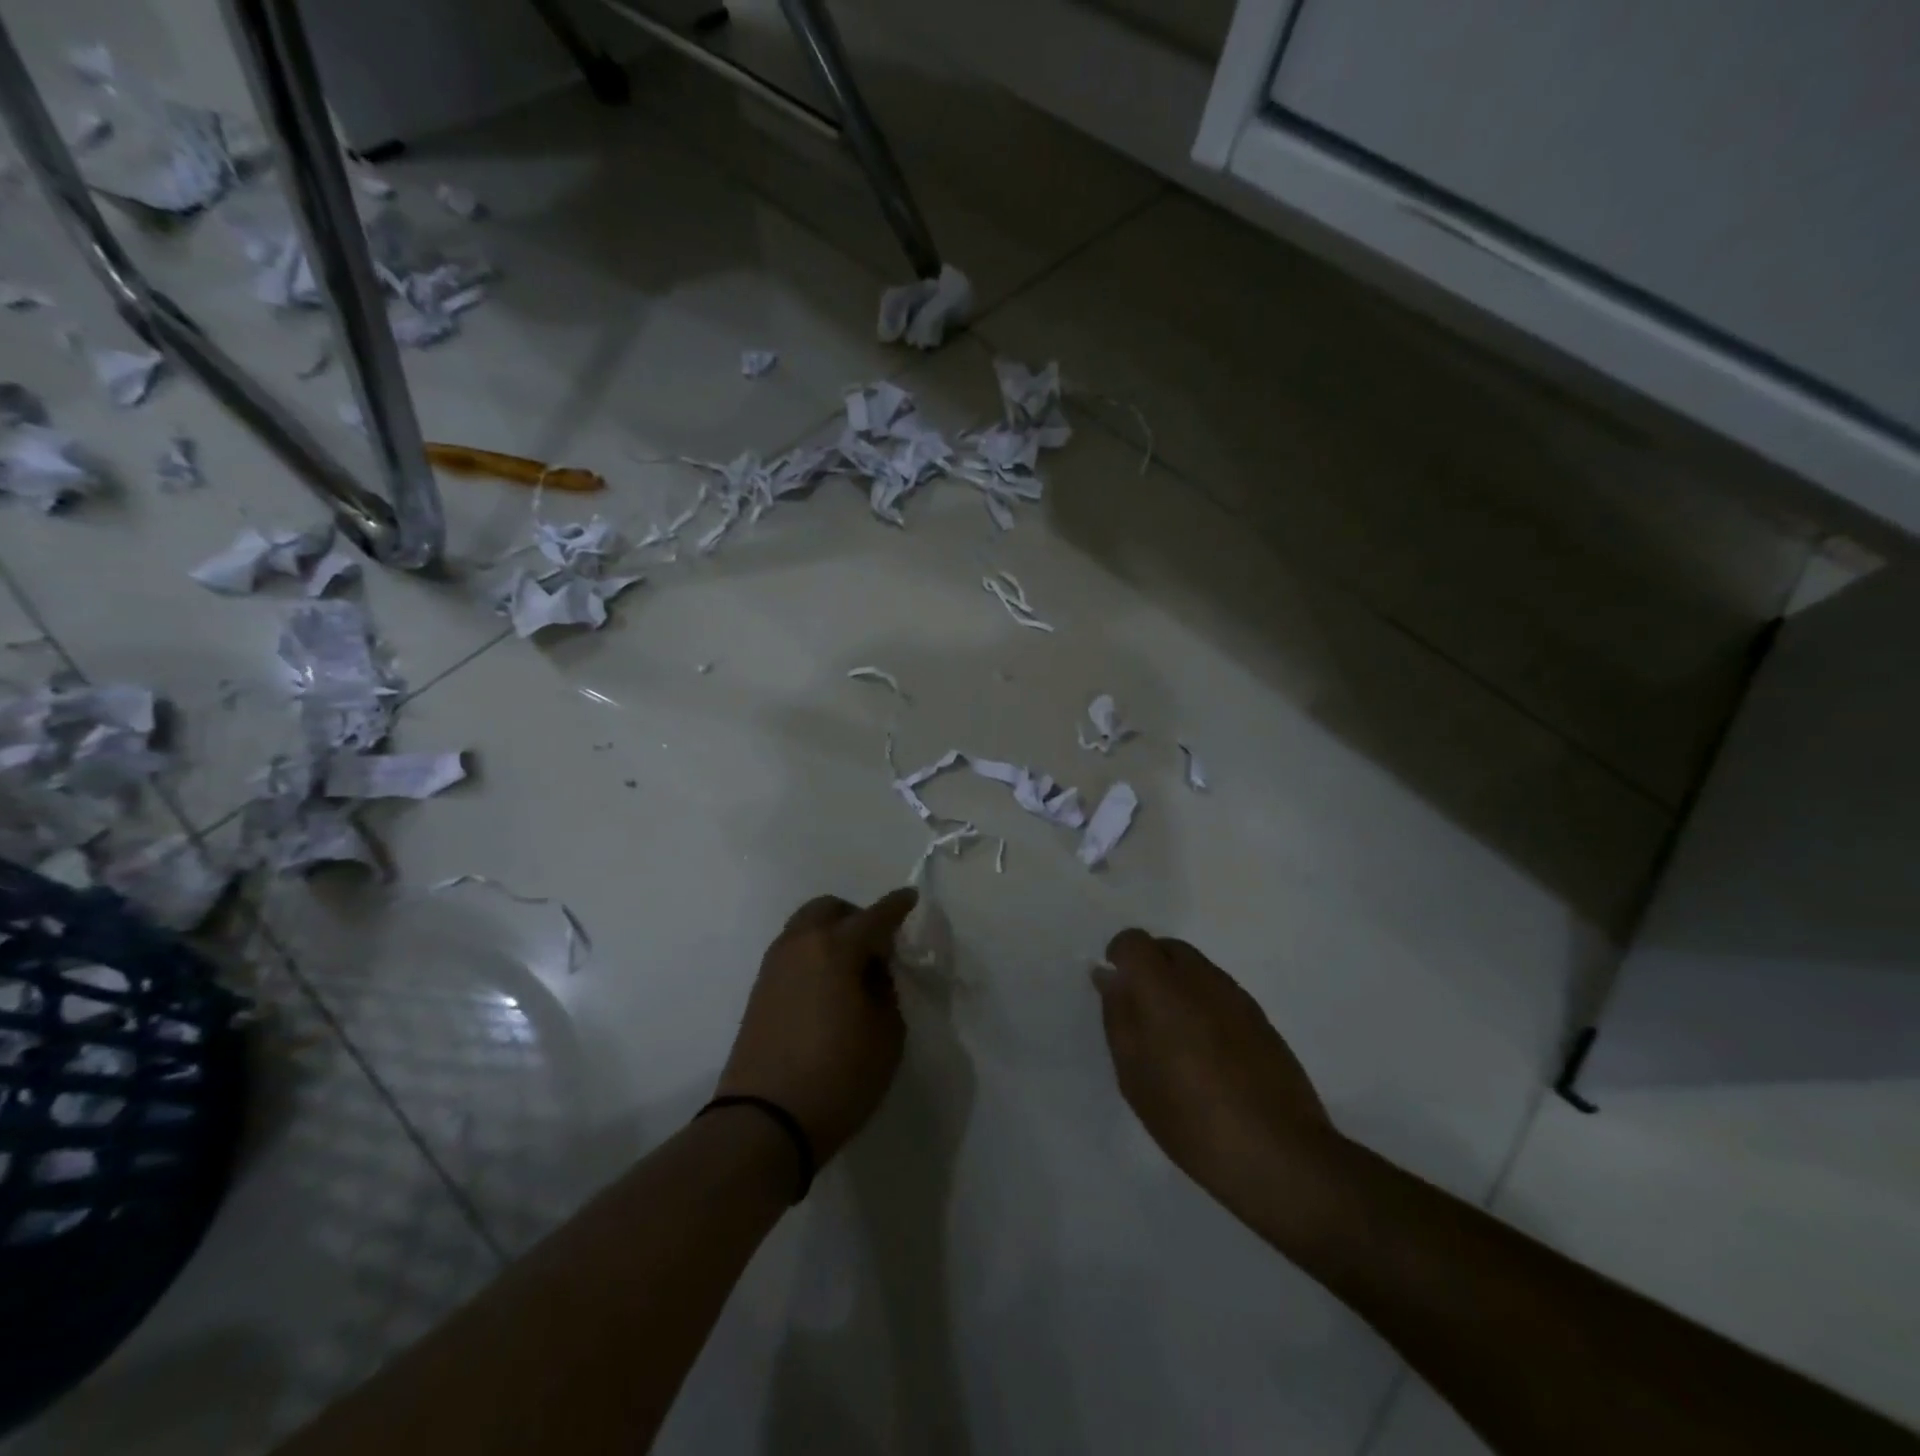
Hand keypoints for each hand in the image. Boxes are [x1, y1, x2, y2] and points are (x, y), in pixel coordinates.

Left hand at [717, 889, 918, 1164]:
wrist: (763, 1121)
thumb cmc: (838, 1076)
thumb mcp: (886, 1035)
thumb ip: (885, 992)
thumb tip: (872, 974)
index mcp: (836, 947)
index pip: (875, 916)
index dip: (897, 906)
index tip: (910, 898)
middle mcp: (801, 944)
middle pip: (830, 909)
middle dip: (856, 917)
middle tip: (877, 947)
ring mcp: (775, 965)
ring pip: (806, 927)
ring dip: (831, 934)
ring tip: (851, 971)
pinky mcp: (759, 990)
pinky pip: (793, 952)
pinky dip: (813, 954)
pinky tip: (827, 988)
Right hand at [1094, 930, 1338, 1206]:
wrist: (1279, 1154)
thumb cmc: (1191, 1118)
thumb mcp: (1134, 1075)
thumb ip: (1119, 1017)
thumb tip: (1109, 976)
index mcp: (1165, 987)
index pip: (1135, 941)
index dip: (1120, 957)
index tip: (1116, 989)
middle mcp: (1203, 978)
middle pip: (1169, 948)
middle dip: (1149, 968)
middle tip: (1141, 1015)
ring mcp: (1237, 997)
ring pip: (1197, 969)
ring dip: (1178, 987)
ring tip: (1174, 1040)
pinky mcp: (1261, 1019)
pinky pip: (1220, 993)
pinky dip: (1204, 1006)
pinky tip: (1207, 1054)